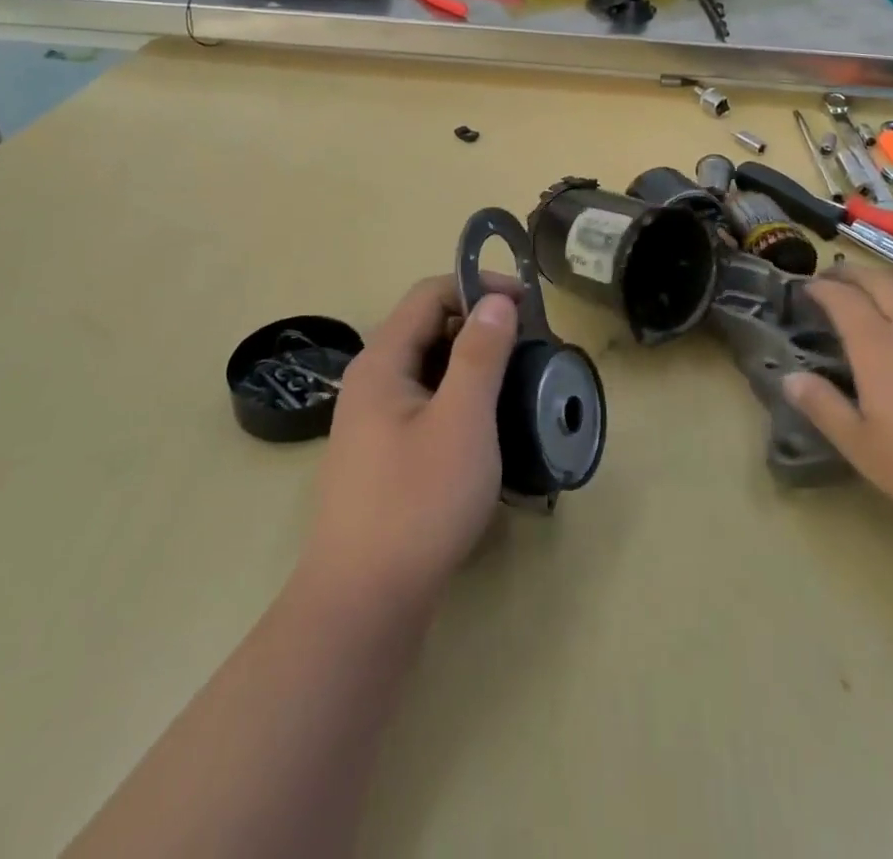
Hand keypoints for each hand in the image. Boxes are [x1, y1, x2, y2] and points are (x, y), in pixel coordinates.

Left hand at [298, 275, 518, 613]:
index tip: (528, 304)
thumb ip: (480, 354)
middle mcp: (371, 384)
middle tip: (529, 347)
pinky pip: (426, 405)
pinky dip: (460, 399)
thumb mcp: (462, 421)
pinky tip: (489, 427)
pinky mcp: (384, 457)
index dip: (478, 286)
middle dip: (480, 326)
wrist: (362, 605)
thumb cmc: (417, 503)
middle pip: (427, 329)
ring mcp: (374, 423)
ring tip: (518, 383)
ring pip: (428, 370)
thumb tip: (497, 300)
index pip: (429, 294)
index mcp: (382, 363)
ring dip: (473, 364)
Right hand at [783, 263, 892, 546]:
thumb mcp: (867, 451)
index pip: (842, 300)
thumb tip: (788, 377)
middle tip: (839, 276)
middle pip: (881, 280)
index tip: (808, 288)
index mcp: (877, 348)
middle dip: (854, 272)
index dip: (822, 288)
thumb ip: (825, 410)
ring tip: (886, 276)